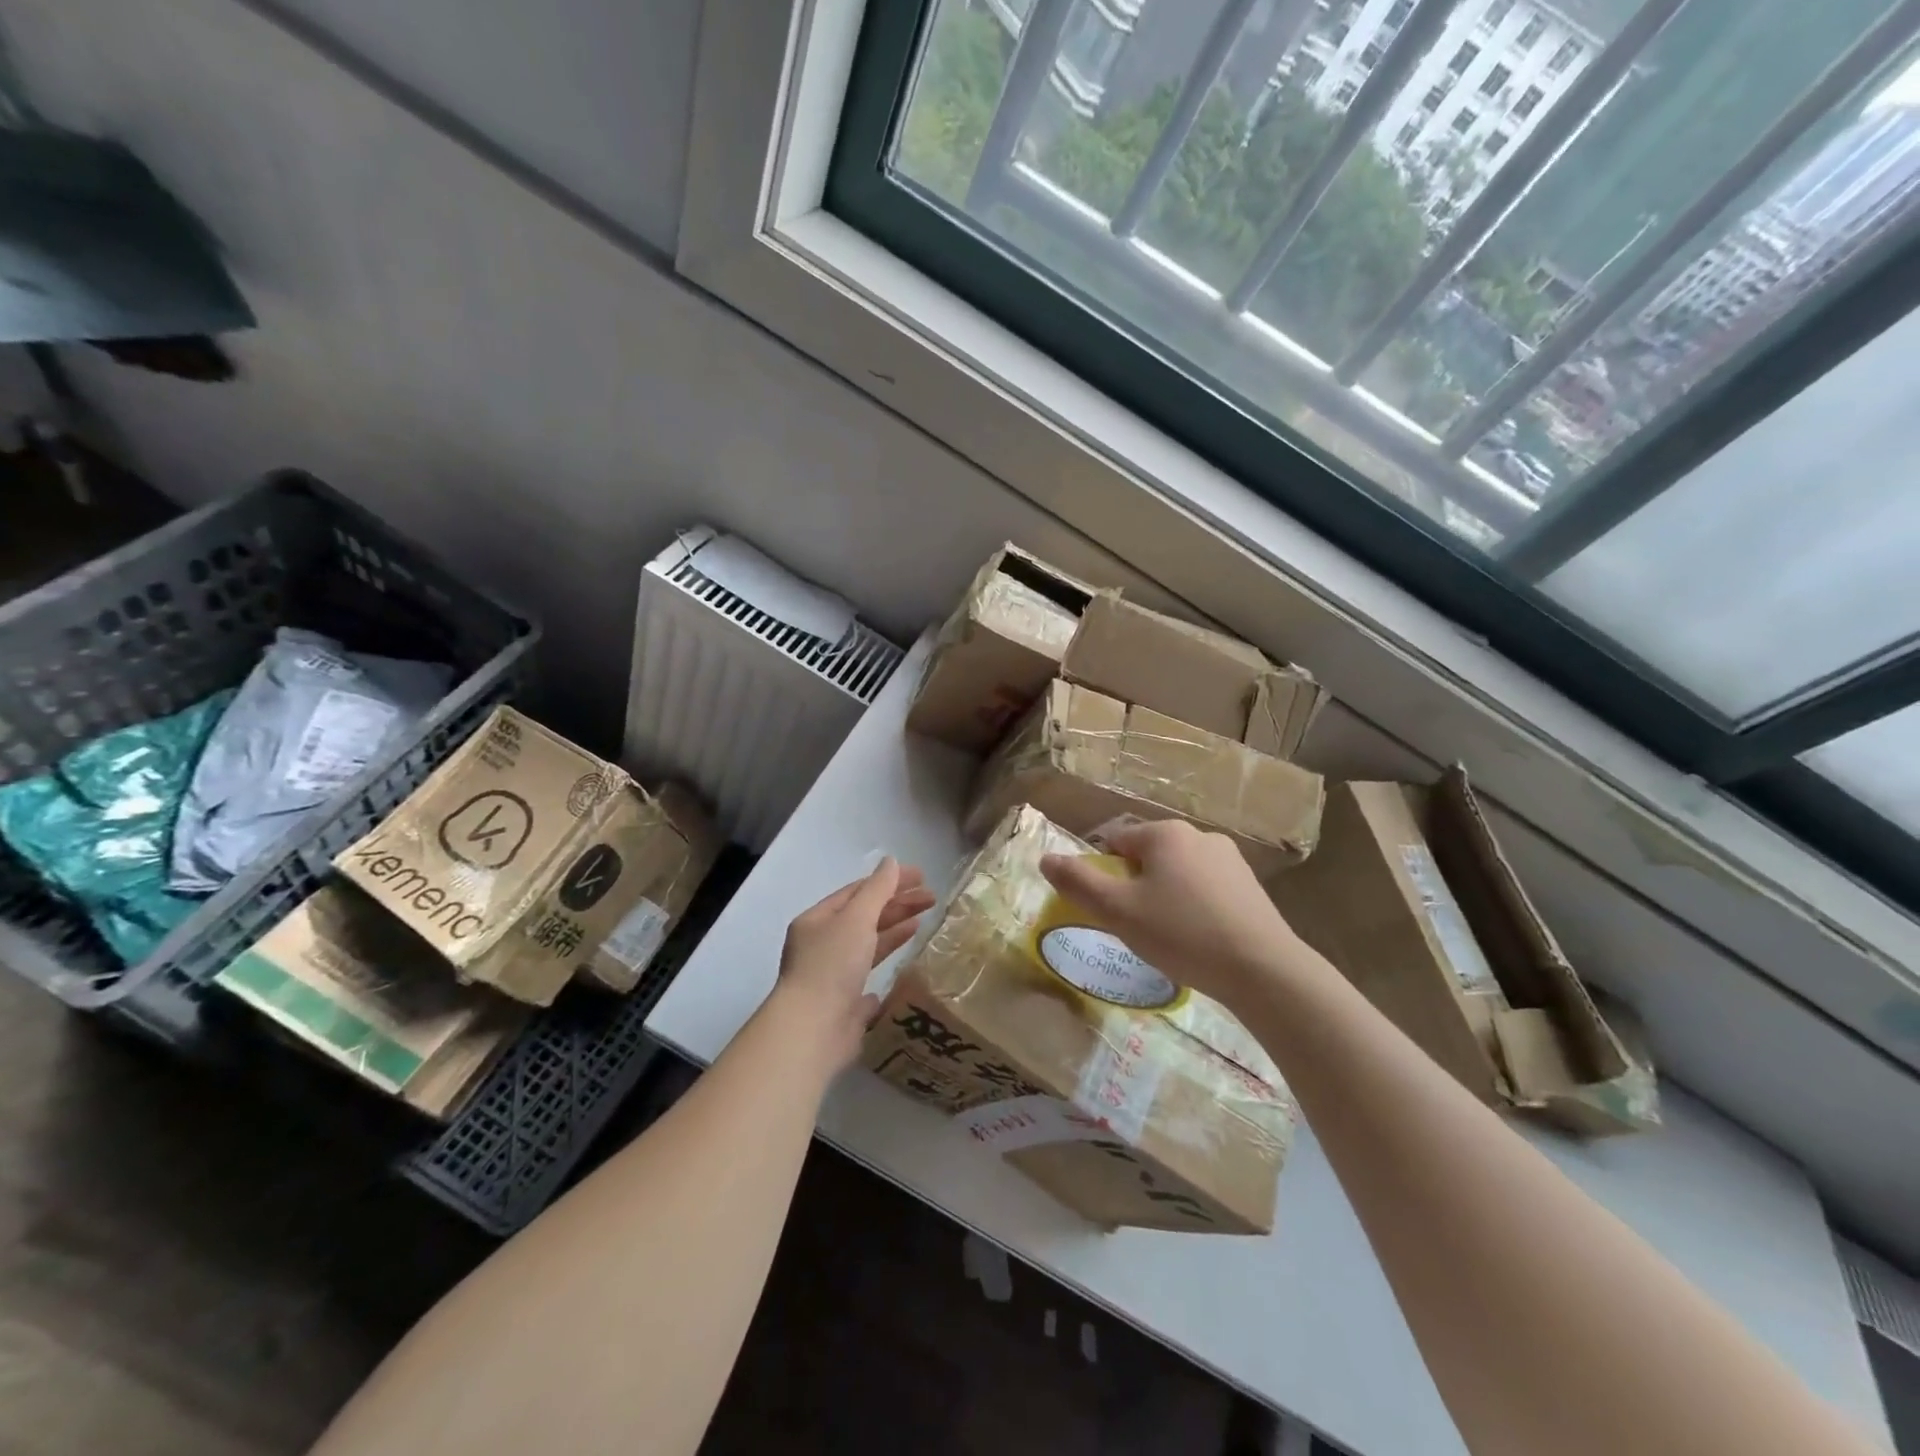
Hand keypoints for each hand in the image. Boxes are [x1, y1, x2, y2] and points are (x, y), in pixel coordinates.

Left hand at [772, 858, 935, 1069]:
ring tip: (923, 922)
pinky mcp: (845, 1003)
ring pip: (868, 945)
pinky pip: (869, 976)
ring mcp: (833, 975)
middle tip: (932, 899)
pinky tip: (905, 964)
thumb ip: (877, 890)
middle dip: (898, 904)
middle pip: (865, 916)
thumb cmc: (832, 966)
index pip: (857, 891)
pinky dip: (886, 965)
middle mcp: (822, 945)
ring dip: (894, 930)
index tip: (922, 877)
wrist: (813, 1030)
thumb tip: (891, 861)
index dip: (889, 881)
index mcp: (817, 921)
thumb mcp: (856, 919)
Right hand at [1039, 819, 1307, 1012]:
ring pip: (1177, 874)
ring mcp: (1230, 860)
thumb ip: (1078, 883)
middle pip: (1147, 857)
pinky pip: (1205, 890)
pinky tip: (1198, 940)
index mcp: (1165, 833)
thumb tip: (1046, 858)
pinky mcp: (1250, 886)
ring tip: (1168, 937)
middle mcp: (1199, 835)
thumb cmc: (1182, 934)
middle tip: (1135, 927)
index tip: (1109, 910)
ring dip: (1164, 897)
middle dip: (1135, 887)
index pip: (1115, 842)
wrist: (1263, 970)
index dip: (1104, 875)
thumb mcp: (1118, 911)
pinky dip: (1194, 908)